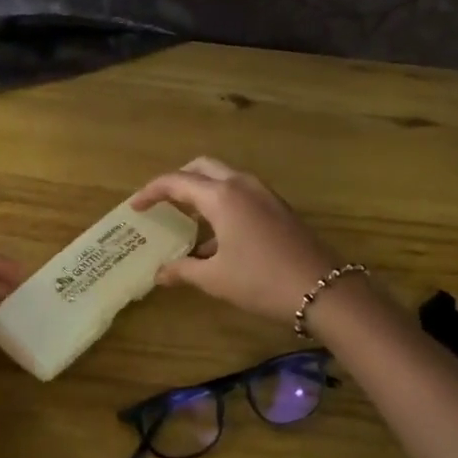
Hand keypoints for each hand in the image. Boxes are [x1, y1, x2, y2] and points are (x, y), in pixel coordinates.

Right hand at [128, 158, 341, 323]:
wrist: (323, 290)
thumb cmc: (261, 281)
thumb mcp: (215, 279)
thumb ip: (183, 270)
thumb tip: (160, 273)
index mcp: (221, 196)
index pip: (176, 182)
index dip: (151, 192)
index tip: (135, 206)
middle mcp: (242, 185)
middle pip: (202, 168)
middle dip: (178, 180)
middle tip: (161, 201)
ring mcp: (265, 194)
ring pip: (225, 179)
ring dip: (202, 192)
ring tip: (186, 221)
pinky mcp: (279, 208)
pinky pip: (242, 194)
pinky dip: (222, 204)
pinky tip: (217, 239)